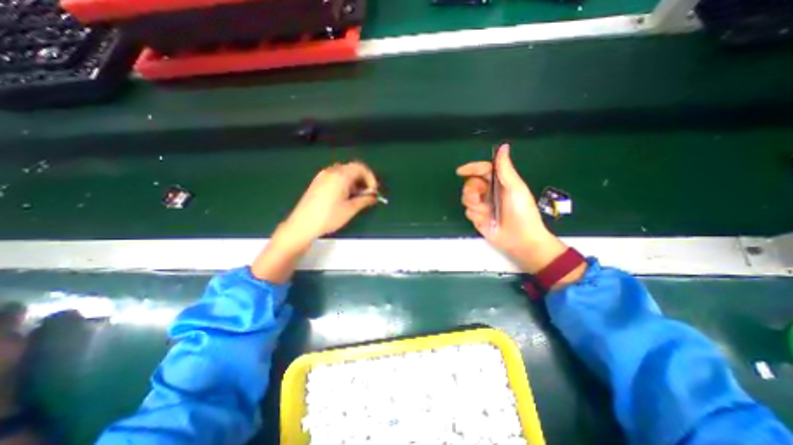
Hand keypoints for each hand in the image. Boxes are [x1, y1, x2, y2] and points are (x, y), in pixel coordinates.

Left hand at [279, 162, 379, 246]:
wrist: (302, 225)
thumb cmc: (329, 217)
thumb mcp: (350, 209)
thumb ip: (365, 200)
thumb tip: (374, 197)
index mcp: (340, 176)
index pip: (360, 167)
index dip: (370, 178)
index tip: (373, 191)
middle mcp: (331, 171)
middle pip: (352, 169)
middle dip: (363, 180)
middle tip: (367, 194)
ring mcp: (322, 176)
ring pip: (343, 173)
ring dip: (354, 182)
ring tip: (357, 197)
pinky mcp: (317, 182)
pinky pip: (335, 177)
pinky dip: (344, 183)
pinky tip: (344, 197)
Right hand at [458, 143, 576, 276]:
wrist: (521, 239)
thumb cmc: (522, 212)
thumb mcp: (515, 188)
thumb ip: (505, 169)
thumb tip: (503, 147)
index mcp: (500, 182)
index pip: (482, 170)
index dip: (471, 168)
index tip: (461, 171)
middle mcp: (489, 192)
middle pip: (471, 184)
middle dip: (472, 189)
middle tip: (480, 196)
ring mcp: (483, 205)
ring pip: (467, 198)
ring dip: (474, 204)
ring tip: (486, 212)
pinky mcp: (478, 217)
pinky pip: (468, 212)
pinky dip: (476, 215)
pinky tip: (486, 221)